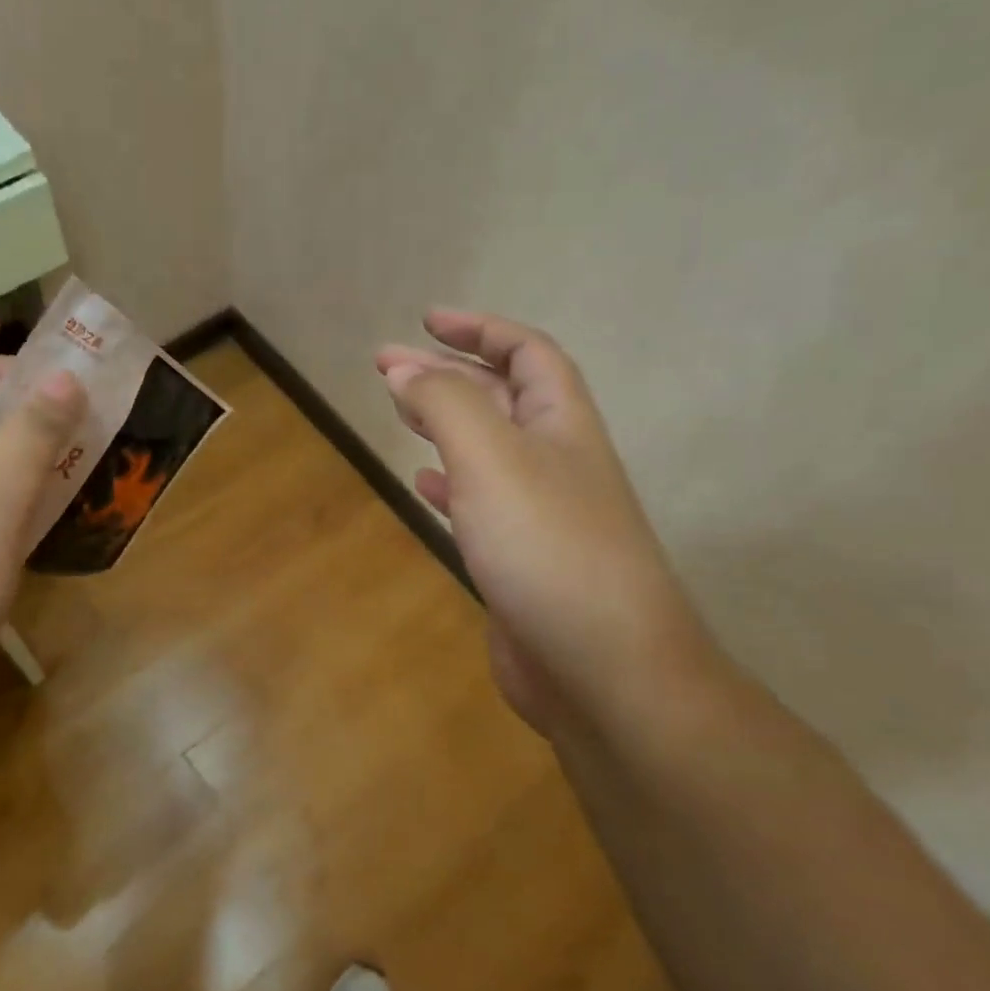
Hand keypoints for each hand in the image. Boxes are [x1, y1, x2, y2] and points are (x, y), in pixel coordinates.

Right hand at [377, 309, 716, 739]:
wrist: (602, 668)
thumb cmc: (549, 546)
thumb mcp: (492, 457)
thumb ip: (446, 404)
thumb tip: (405, 370)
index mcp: (561, 423)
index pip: (527, 353)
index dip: (479, 329)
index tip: (425, 322)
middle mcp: (556, 460)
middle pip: (502, 397)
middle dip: (447, 374)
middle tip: (387, 367)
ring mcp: (540, 513)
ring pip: (487, 450)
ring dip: (444, 424)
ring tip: (399, 411)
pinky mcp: (520, 560)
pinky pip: (479, 504)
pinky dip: (448, 484)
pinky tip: (422, 483)